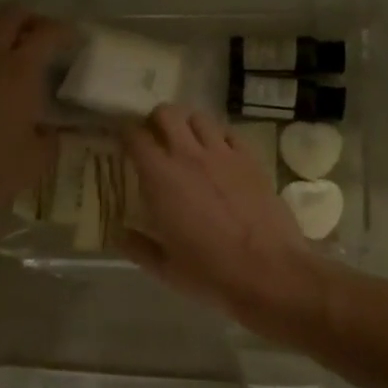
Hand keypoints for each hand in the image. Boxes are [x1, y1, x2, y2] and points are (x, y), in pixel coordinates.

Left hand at [0, 7, 74, 230]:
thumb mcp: (38, 158)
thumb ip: (51, 137)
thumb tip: (52, 130)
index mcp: (20, 70)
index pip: (47, 33)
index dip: (65, 31)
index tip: (75, 38)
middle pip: (11, 15)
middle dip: (32, 19)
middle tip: (43, 36)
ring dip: (2, 26)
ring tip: (13, 45)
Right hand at [119, 106, 317, 320]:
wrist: (269, 273)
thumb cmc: (210, 273)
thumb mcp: (164, 268)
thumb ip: (137, 247)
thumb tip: (118, 234)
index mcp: (160, 178)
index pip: (135, 137)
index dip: (125, 134)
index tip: (123, 143)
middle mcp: (189, 156)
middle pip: (167, 113)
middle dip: (156, 121)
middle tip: (154, 139)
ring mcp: (224, 154)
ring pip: (199, 118)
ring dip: (187, 125)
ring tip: (186, 143)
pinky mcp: (251, 160)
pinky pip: (229, 133)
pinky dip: (218, 137)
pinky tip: (218, 155)